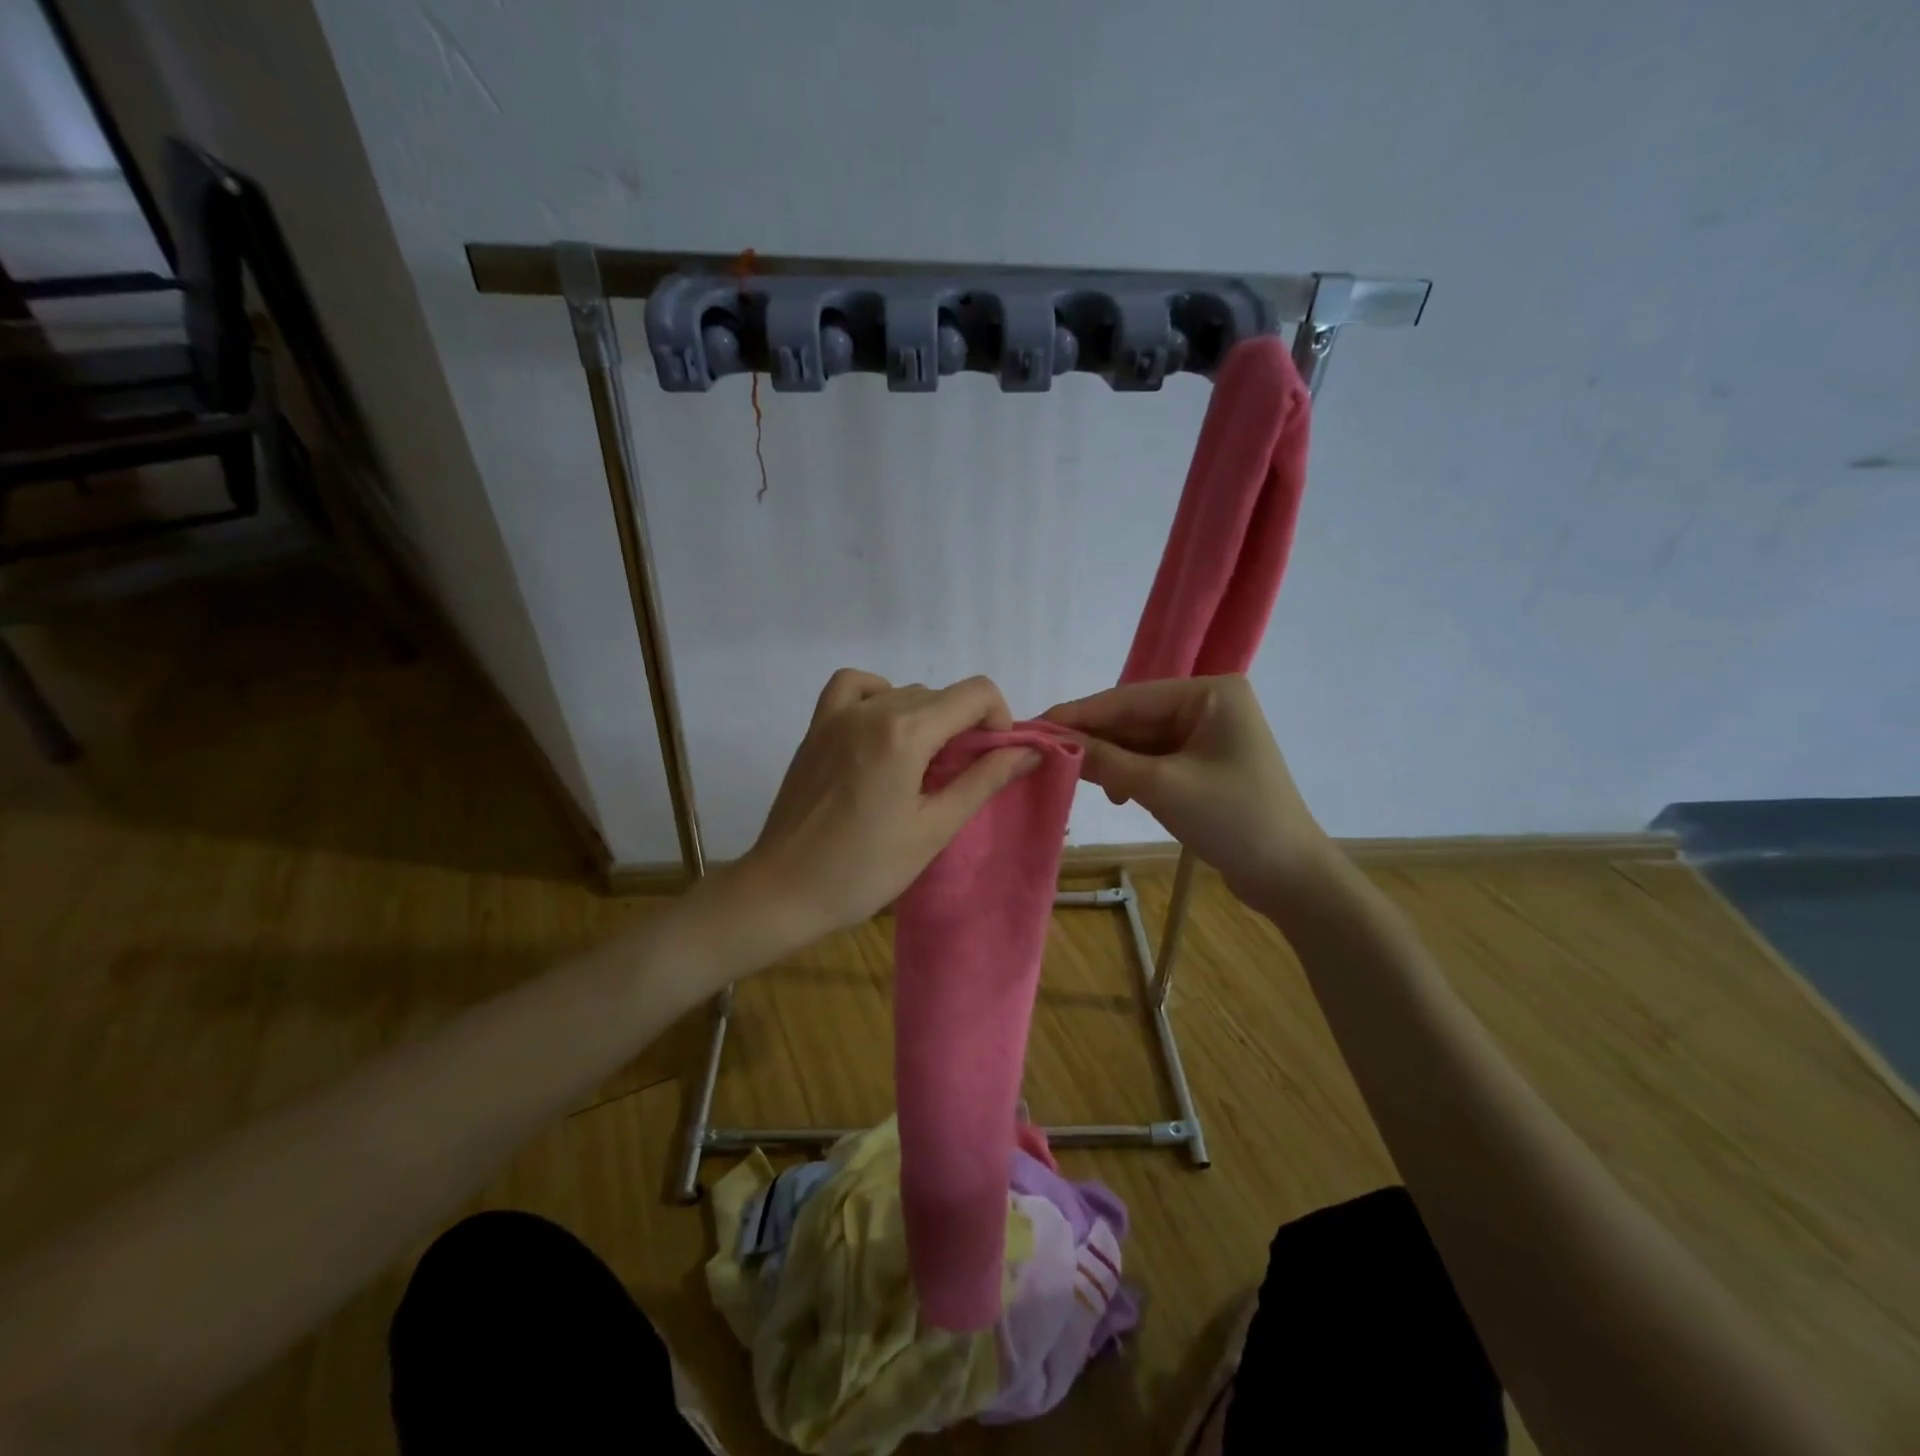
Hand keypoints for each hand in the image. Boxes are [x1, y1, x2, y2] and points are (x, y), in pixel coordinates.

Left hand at [731, 669, 1040, 946]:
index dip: (999, 719)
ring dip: (927, 716)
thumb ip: (983, 781)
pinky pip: (854, 687)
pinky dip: (879, 695)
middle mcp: (872, 709)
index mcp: (905, 732)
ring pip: (903, 692)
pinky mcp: (816, 727)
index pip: (975, 693)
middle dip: (965, 726)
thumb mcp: (934, 828)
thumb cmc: (865, 869)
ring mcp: (838, 715)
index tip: (995, 757)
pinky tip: (883, 730)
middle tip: (961, 777)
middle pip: (941, 695)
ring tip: (923, 764)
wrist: (785, 890)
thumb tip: (1030, 751)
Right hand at [1042, 675, 1334, 905]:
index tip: (1033, 726)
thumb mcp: (1161, 786)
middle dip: (1093, 739)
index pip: (1128, 698)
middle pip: (1134, 718)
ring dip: (1110, 760)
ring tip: (1075, 779)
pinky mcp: (1204, 763)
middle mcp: (1210, 703)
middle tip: (1042, 754)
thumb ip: (1104, 760)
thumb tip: (1050, 743)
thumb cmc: (1232, 819)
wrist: (1289, 877)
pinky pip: (1155, 758)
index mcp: (1210, 692)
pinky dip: (1130, 773)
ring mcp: (1208, 733)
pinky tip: (1114, 792)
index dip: (1079, 714)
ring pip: (1141, 740)